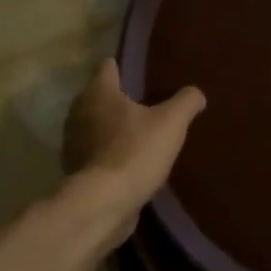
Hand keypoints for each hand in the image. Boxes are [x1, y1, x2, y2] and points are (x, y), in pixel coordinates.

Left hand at [63, 59, 205, 213]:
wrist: (103, 203)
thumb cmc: (136, 151)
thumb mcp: (172, 122)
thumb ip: (186, 102)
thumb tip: (196, 94)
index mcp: (99, 91)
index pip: (107, 66)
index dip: (124, 66)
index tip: (140, 73)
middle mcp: (79, 111)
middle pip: (99, 96)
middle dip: (119, 99)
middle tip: (147, 104)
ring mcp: (73, 142)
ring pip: (94, 124)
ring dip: (112, 127)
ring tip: (139, 134)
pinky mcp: (75, 169)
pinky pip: (94, 152)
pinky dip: (107, 153)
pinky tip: (129, 162)